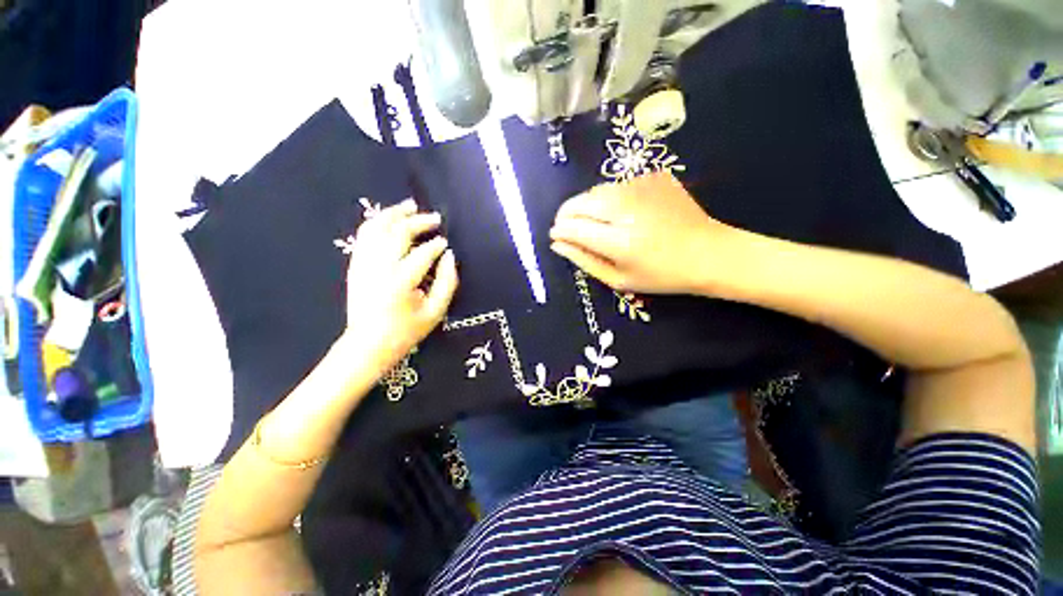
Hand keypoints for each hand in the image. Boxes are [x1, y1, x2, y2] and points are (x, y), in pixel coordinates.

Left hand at [340, 199, 457, 373]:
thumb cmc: (406, 331)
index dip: (436, 244)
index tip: (445, 242)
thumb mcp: (436, 312)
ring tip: (410, 206)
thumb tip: (449, 256)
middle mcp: (379, 267)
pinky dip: (377, 223)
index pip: (422, 253)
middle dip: (418, 222)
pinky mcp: (355, 265)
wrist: (367, 344)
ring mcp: (363, 264)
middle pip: (398, 233)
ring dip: (394, 214)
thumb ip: (447, 282)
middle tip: (435, 218)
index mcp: (401, 282)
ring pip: (376, 228)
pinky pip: (364, 236)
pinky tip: (389, 219)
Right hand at [550, 172, 733, 294]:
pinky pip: (617, 185)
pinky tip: (622, 212)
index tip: (556, 236)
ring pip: (595, 191)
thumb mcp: (618, 280)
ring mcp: (641, 187)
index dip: (560, 231)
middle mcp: (626, 209)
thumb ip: (584, 261)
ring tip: (596, 222)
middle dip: (566, 214)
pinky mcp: (653, 176)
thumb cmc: (661, 275)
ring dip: (587, 205)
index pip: (572, 227)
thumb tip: (557, 244)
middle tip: (569, 227)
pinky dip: (610, 198)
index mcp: (619, 241)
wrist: (708, 253)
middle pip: (579, 203)